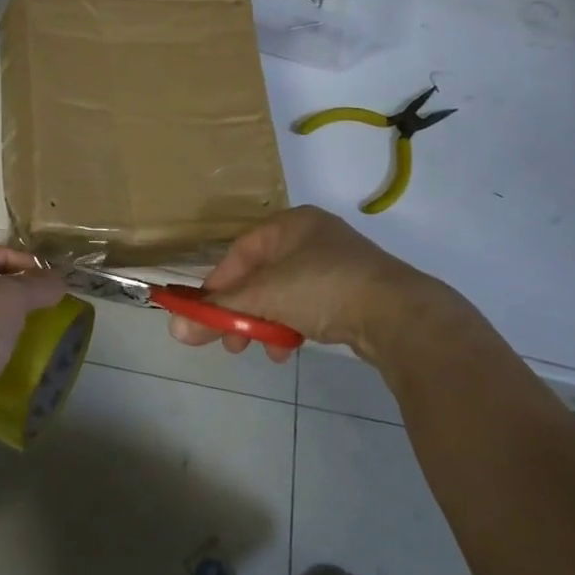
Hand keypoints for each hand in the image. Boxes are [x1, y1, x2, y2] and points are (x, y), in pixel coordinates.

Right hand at [168, 206, 464, 361]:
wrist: (399, 315)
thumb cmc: (323, 288)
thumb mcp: (264, 296)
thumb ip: (219, 310)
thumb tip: (174, 328)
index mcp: (292, 224)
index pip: (240, 252)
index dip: (217, 284)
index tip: (202, 314)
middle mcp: (312, 238)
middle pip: (260, 276)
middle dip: (240, 311)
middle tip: (227, 341)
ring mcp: (335, 266)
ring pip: (282, 295)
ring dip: (264, 324)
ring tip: (259, 349)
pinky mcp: (351, 294)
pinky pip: (306, 308)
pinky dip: (291, 327)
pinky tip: (288, 351)